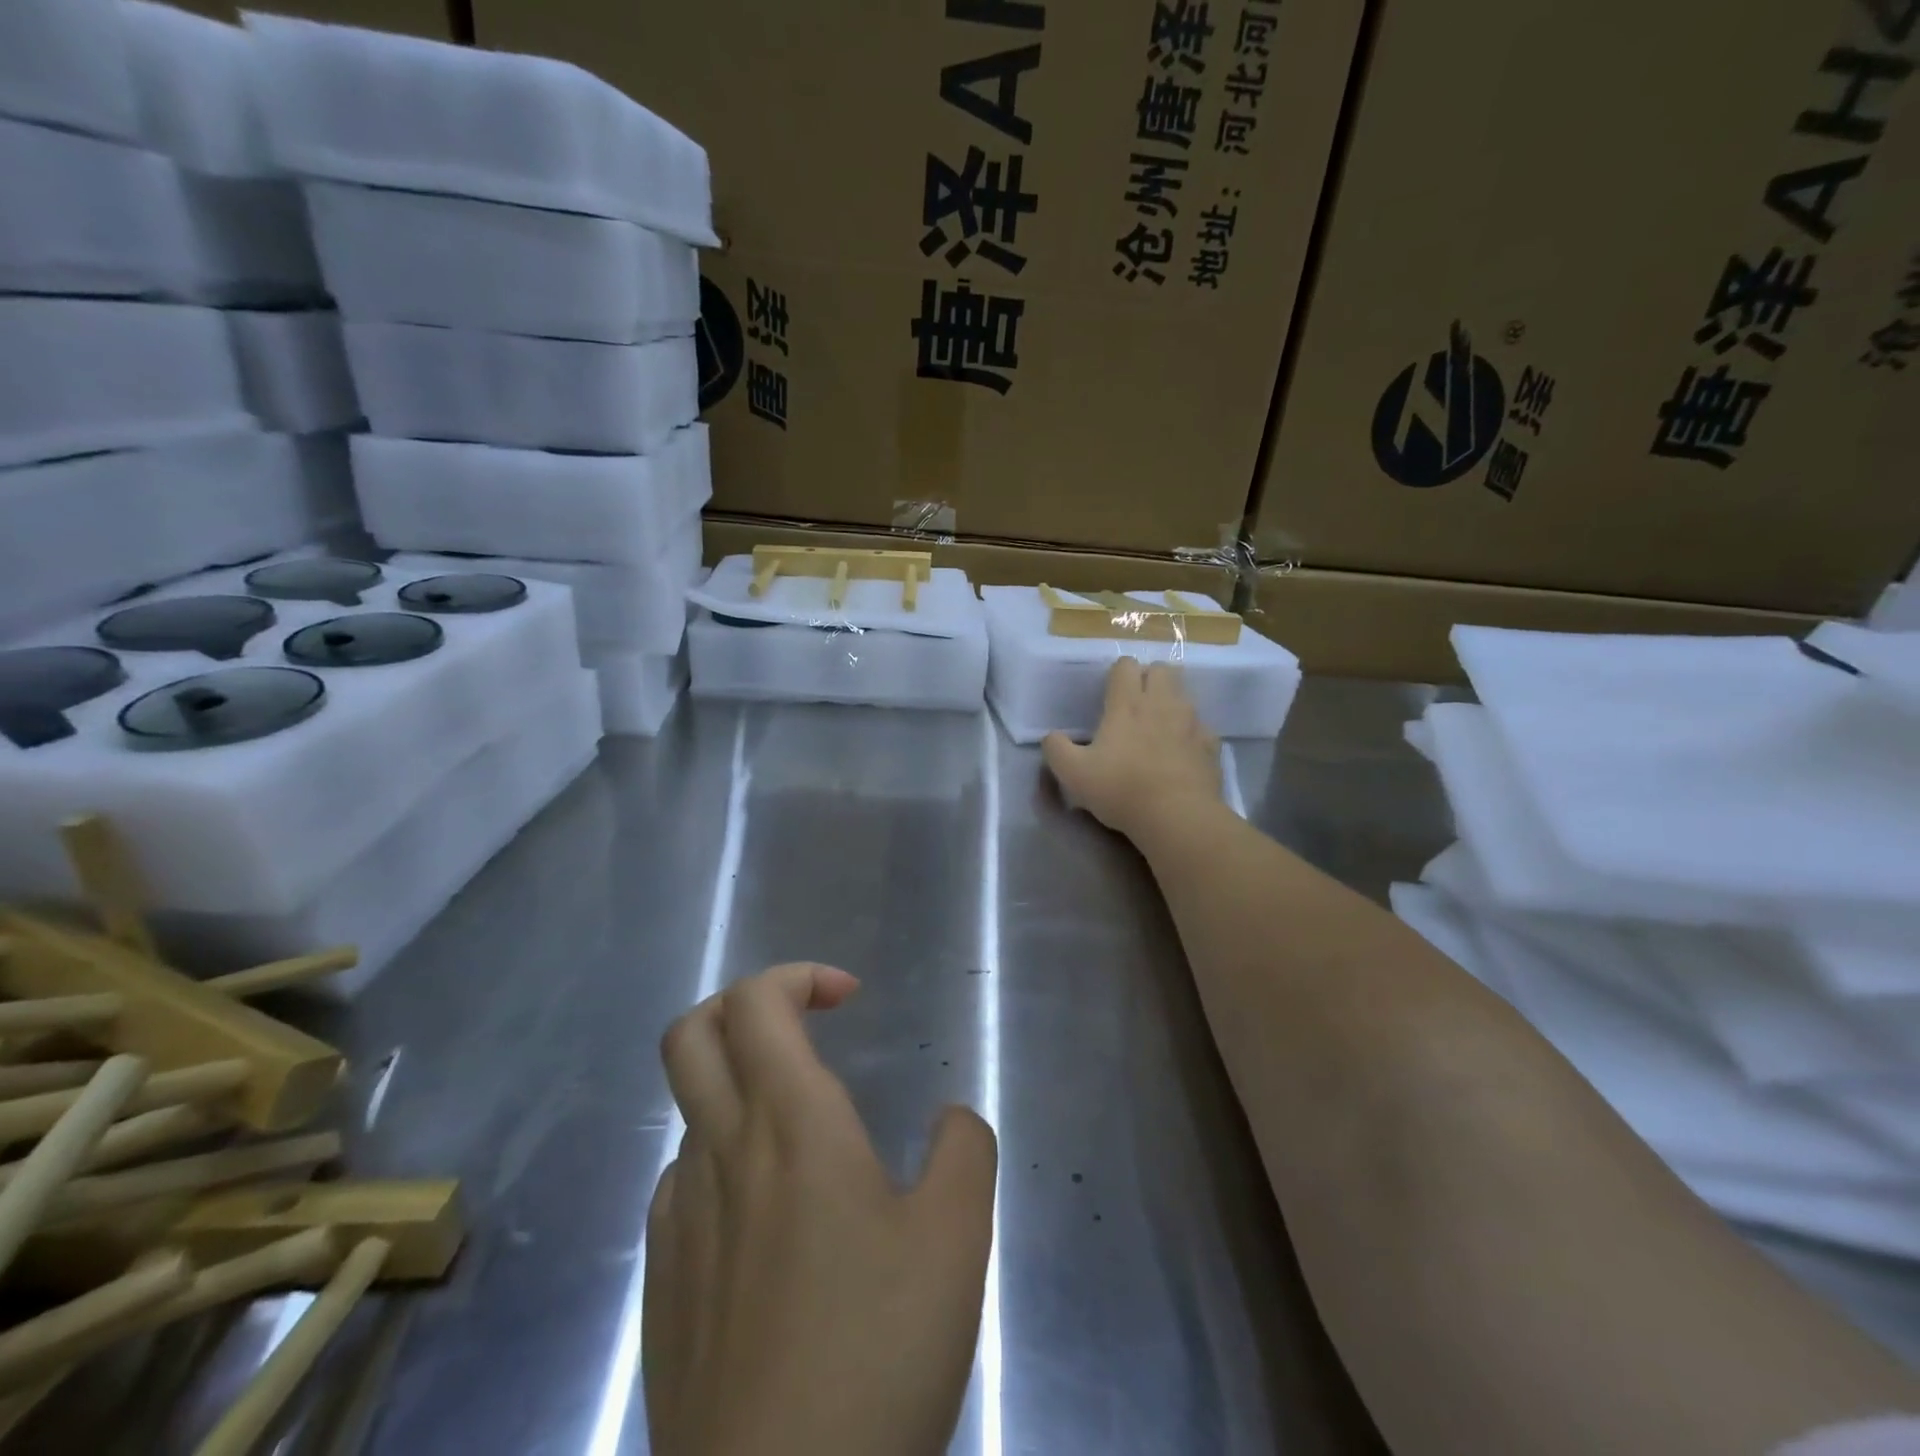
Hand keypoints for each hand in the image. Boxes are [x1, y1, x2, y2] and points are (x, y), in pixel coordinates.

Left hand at [645, 962, 998, 1455]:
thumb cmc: (874, 1355)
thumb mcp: (956, 1240)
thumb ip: (964, 1150)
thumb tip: (952, 1119)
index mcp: (788, 1123)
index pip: (756, 1001)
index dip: (799, 976)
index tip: (849, 999)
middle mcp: (721, 1153)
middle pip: (691, 1033)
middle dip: (743, 1006)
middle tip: (802, 1030)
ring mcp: (678, 1220)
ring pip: (689, 1110)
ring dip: (740, 1090)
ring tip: (805, 1141)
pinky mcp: (661, 1285)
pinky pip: (683, 1184)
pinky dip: (722, 1162)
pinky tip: (767, 1223)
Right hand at [1043, 659, 1221, 838]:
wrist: (1177, 816)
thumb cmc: (1120, 789)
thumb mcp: (1072, 773)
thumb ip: (1056, 749)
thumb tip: (1052, 737)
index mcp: (1127, 704)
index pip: (1126, 665)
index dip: (1117, 674)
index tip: (1109, 695)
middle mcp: (1162, 703)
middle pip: (1162, 669)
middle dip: (1149, 678)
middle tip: (1135, 705)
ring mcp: (1191, 722)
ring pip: (1184, 694)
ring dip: (1170, 702)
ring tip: (1157, 728)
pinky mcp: (1211, 744)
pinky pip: (1201, 726)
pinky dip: (1190, 732)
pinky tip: (1180, 752)